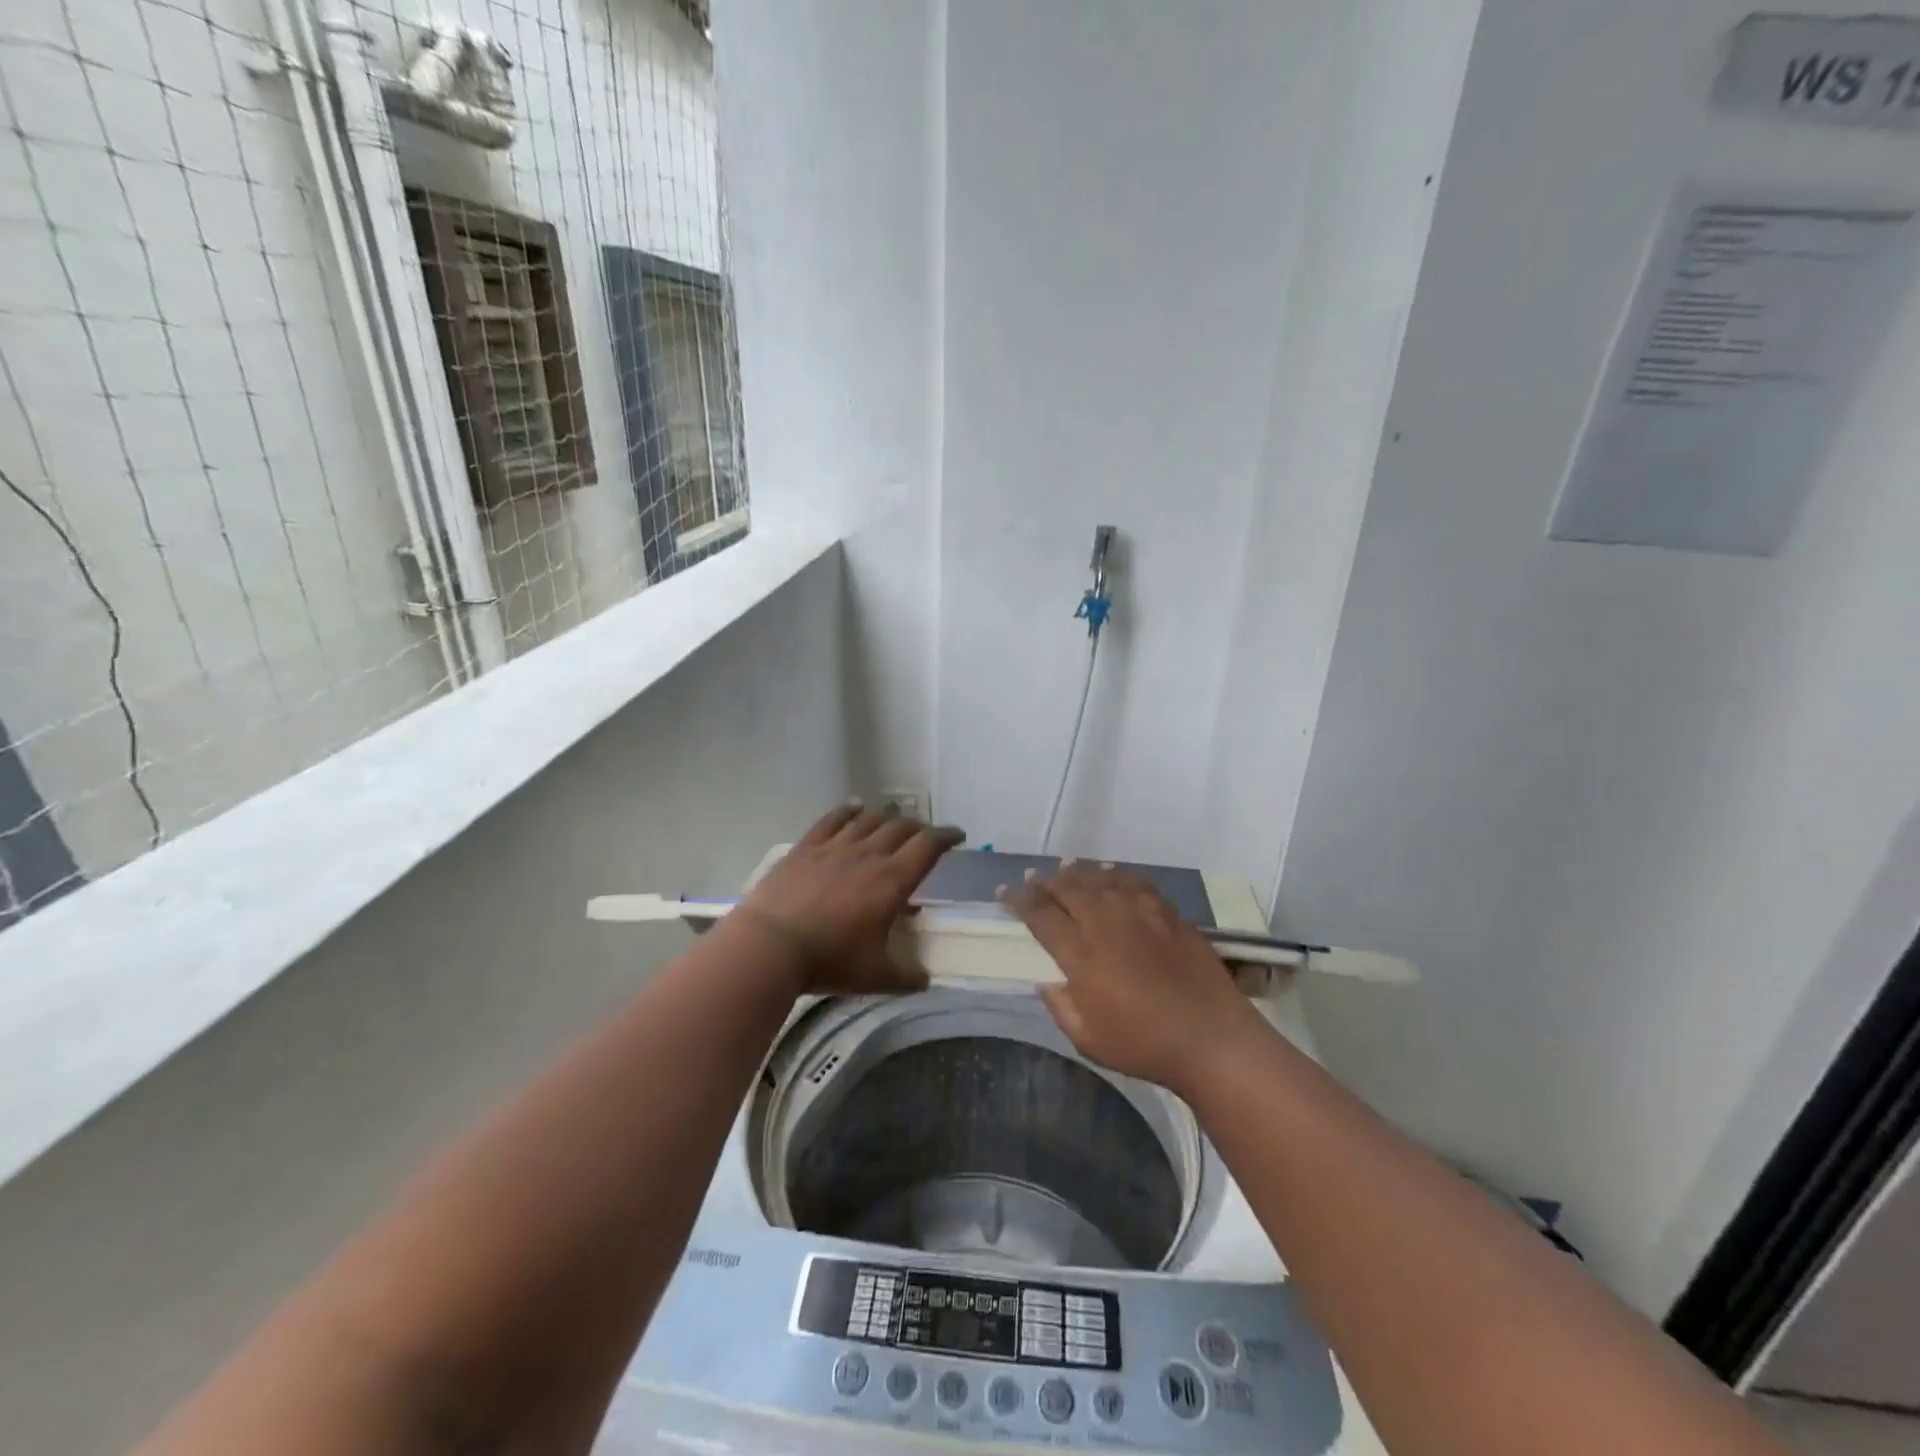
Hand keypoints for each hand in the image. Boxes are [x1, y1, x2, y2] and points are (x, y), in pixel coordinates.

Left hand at [737, 804, 964, 995]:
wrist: (770, 945)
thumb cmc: (830, 959)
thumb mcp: (876, 976)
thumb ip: (906, 976)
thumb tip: (925, 979)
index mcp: (893, 880)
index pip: (929, 846)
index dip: (947, 836)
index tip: (957, 835)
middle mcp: (869, 854)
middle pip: (902, 827)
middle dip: (919, 828)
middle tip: (924, 836)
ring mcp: (836, 846)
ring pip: (870, 818)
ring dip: (887, 817)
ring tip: (892, 821)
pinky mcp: (807, 846)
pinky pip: (833, 819)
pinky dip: (849, 811)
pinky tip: (854, 809)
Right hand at [1000, 865, 1269, 1097]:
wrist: (1211, 1038)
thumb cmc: (1144, 1045)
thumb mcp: (1087, 1038)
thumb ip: (1060, 1006)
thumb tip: (1047, 981)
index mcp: (1081, 952)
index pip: (1040, 914)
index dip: (1018, 900)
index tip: (1004, 892)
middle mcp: (1106, 921)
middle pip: (1068, 888)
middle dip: (1044, 880)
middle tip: (1031, 877)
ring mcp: (1140, 912)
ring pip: (1100, 879)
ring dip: (1077, 872)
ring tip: (1065, 867)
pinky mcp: (1168, 913)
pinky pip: (1134, 883)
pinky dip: (1116, 876)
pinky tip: (1111, 877)